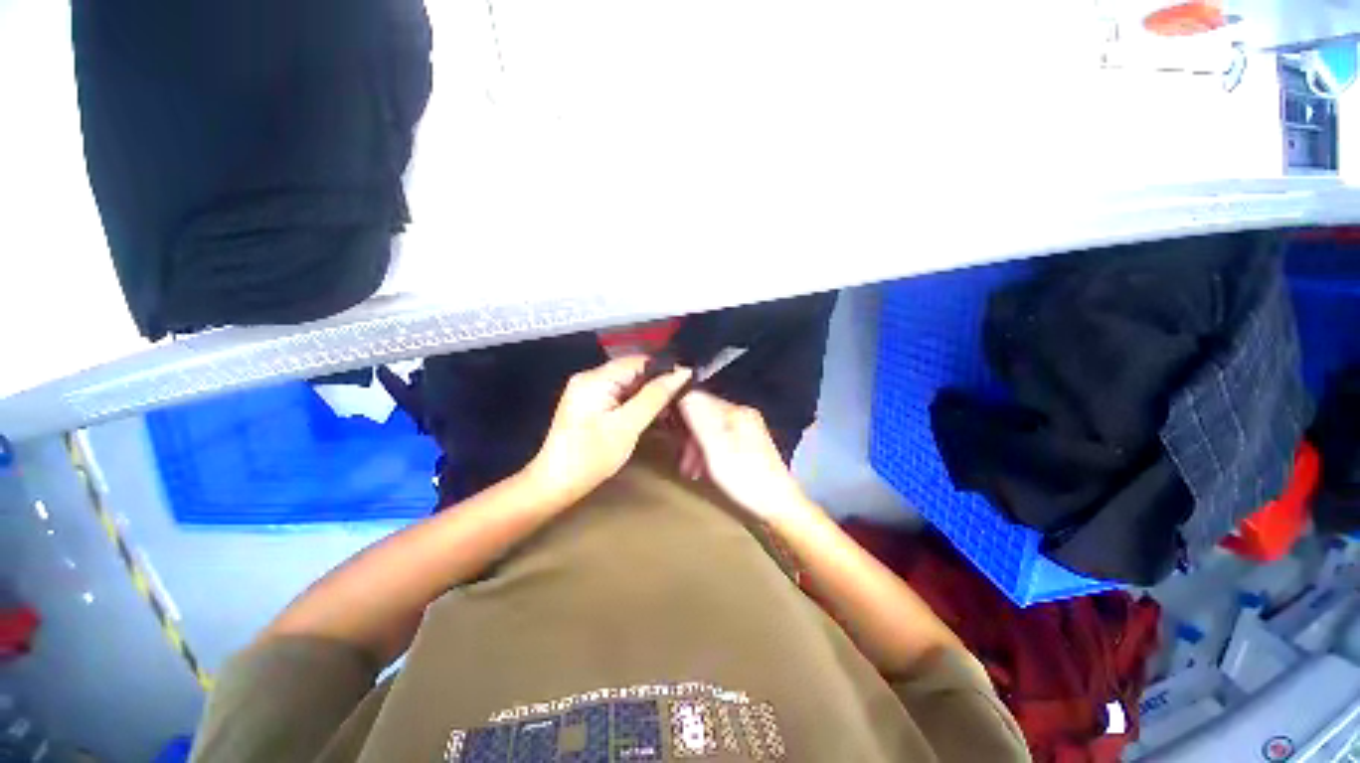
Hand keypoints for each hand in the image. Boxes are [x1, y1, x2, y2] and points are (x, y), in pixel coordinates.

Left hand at [526, 356, 691, 502]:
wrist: (555, 483)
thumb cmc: (591, 456)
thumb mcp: (628, 426)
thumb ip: (655, 396)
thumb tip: (681, 373)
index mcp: (596, 378)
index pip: (638, 361)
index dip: (664, 369)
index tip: (687, 384)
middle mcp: (590, 377)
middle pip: (633, 371)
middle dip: (657, 384)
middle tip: (680, 401)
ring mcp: (588, 390)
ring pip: (628, 384)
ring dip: (648, 395)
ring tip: (668, 411)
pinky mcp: (589, 402)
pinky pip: (619, 394)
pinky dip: (635, 403)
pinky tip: (649, 415)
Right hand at [677, 391, 811, 521]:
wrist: (779, 505)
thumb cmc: (745, 478)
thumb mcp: (717, 449)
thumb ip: (700, 420)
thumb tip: (684, 393)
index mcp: (736, 412)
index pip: (700, 399)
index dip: (681, 411)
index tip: (667, 429)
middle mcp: (743, 415)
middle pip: (705, 415)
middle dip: (689, 435)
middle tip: (682, 460)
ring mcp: (747, 429)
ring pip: (711, 429)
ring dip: (697, 447)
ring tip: (691, 470)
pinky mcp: (749, 445)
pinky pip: (720, 440)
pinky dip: (709, 453)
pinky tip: (704, 470)